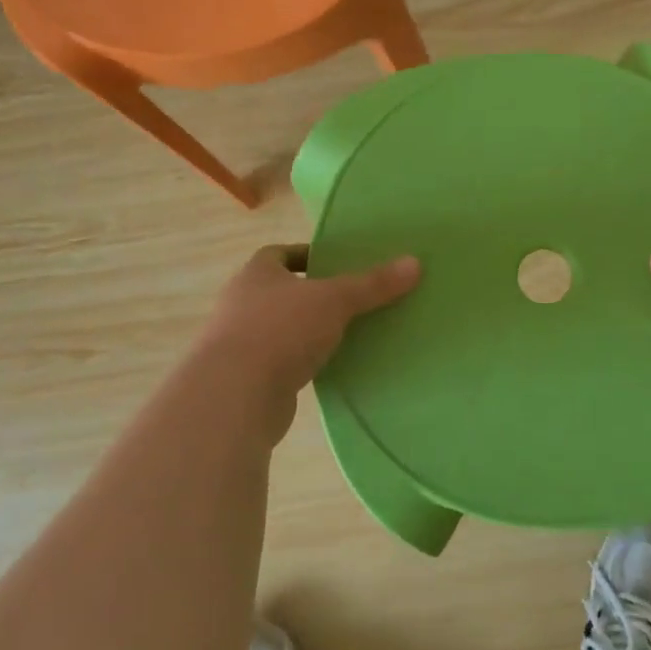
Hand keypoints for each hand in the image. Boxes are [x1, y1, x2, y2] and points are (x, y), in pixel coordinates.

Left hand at [196, 244, 420, 405]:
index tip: (335, 264)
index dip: (306, 255)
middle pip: (280, 291)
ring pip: (280, 328)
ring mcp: (239, 343)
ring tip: (345, 334)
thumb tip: (415, 263)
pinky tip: (328, 368)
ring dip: (306, 330)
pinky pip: (280, 361)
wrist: (235, 395)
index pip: (278, 254)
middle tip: (350, 299)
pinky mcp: (246, 379)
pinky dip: (301, 361)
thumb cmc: (281, 330)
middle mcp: (241, 303)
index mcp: (256, 273)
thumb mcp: (335, 300)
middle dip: (311, 295)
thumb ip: (373, 284)